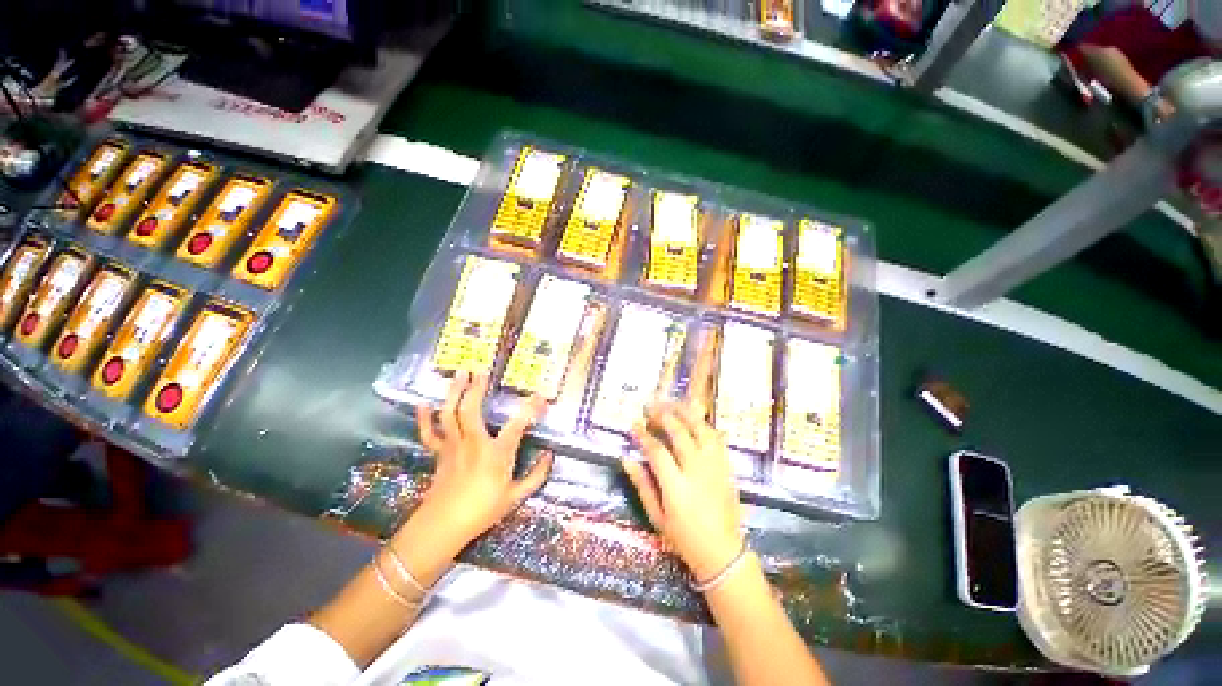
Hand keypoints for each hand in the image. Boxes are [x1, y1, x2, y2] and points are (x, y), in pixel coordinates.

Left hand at [414, 371, 552, 547]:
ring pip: (450, 414)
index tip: (540, 396)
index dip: (530, 408)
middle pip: (471, 409)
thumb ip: (536, 476)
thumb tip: (550, 456)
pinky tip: (423, 403)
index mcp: (496, 453)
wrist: (443, 527)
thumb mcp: (516, 497)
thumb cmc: (483, 511)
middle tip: (482, 370)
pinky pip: (429, 432)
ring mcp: (453, 446)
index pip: (517, 425)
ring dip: (454, 392)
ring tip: (459, 374)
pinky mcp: (439, 452)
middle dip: (477, 387)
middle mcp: (473, 443)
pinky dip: (424, 418)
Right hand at [621, 401, 744, 583]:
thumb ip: (642, 484)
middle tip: (650, 407)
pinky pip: (716, 437)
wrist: (723, 552)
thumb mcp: (657, 516)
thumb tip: (626, 458)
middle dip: (662, 415)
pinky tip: (693, 418)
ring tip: (670, 404)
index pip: (657, 451)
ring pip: (700, 429)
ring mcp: (715, 466)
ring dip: (684, 413)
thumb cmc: (684, 538)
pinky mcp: (726, 466)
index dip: (643, 435)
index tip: (634, 424)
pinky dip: (703, 424)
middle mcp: (697, 470)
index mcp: (677, 486)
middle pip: (679, 433)